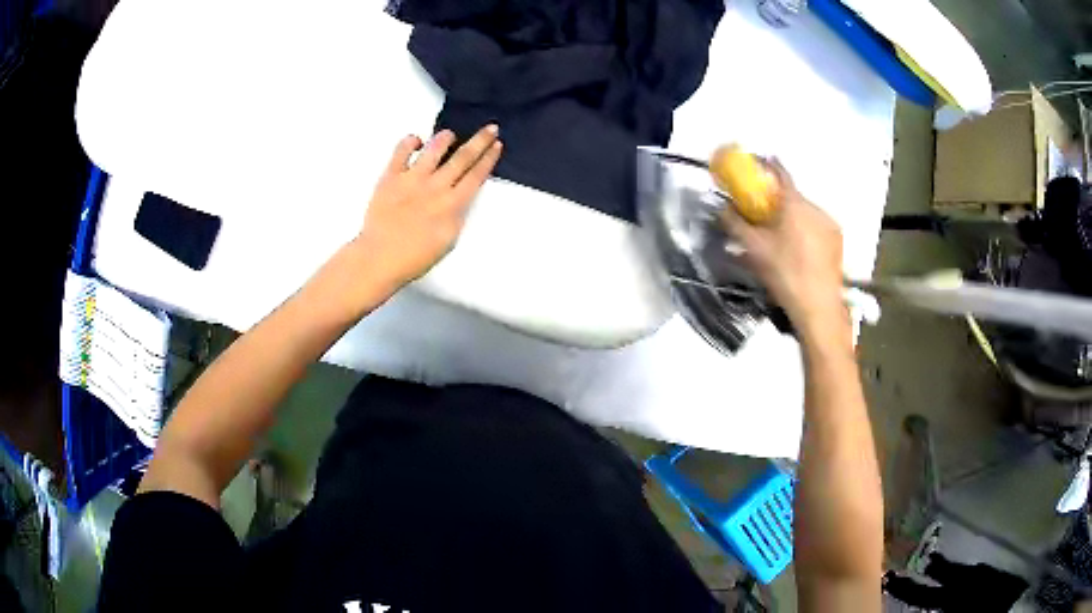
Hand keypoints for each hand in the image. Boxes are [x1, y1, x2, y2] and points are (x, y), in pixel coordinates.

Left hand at [351, 125, 502, 291]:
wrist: (379, 258)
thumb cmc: (414, 257)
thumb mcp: (448, 240)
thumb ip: (457, 214)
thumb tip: (461, 196)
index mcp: (453, 205)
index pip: (476, 175)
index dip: (488, 158)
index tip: (496, 145)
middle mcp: (436, 187)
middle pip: (463, 158)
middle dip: (480, 141)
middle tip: (490, 128)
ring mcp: (412, 179)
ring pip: (435, 148)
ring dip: (445, 138)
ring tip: (450, 135)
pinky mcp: (390, 176)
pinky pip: (402, 150)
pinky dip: (411, 141)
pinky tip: (416, 142)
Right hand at [720, 159, 845, 334]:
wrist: (818, 306)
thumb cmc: (784, 273)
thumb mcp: (753, 249)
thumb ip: (735, 223)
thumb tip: (722, 207)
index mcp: (795, 204)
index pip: (780, 173)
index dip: (767, 165)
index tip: (758, 163)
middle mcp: (815, 208)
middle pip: (793, 195)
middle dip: (778, 200)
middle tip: (765, 212)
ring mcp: (829, 224)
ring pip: (806, 212)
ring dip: (793, 217)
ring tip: (782, 236)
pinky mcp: (837, 241)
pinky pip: (817, 226)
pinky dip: (806, 230)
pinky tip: (799, 249)